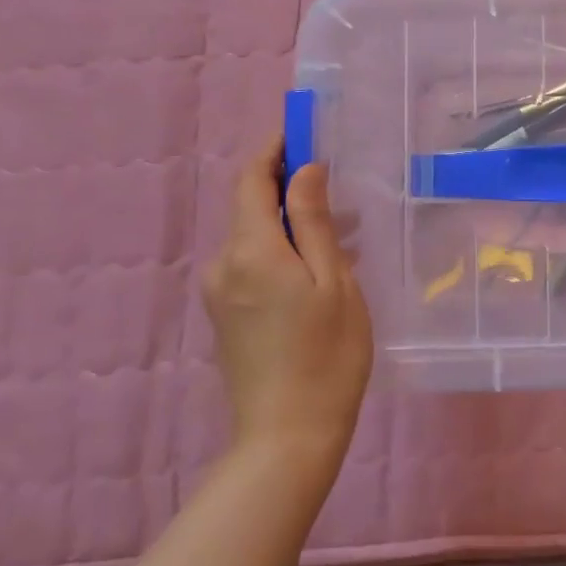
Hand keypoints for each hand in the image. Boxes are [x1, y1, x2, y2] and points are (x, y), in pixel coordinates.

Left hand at [201, 141, 372, 476]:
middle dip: (290, 187)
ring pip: (254, 236)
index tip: (304, 129)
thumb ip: (315, 222)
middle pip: (250, 206)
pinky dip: (283, 251)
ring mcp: (219, 292)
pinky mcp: (225, 314)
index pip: (250, 179)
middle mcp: (224, 264)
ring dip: (291, 222)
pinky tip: (321, 269)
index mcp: (251, 251)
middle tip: (342, 188)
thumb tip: (306, 169)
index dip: (274, 149)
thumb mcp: (334, 282)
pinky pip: (252, 263)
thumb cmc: (327, 355)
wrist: (287, 436)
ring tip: (345, 233)